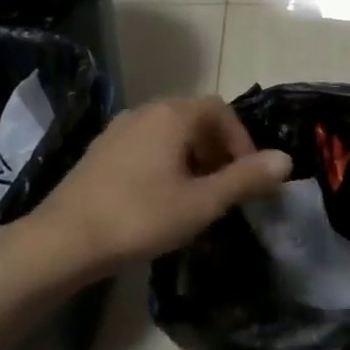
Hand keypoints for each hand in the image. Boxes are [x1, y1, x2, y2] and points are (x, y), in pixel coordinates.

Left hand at [22, 96, 291, 277]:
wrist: (64, 240)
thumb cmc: (140, 217)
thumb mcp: (202, 202)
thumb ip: (246, 179)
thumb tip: (285, 159)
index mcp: (171, 115)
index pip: (220, 110)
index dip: (241, 140)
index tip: (248, 175)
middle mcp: (144, 112)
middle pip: (194, 118)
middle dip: (218, 148)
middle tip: (227, 186)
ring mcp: (117, 130)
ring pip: (169, 133)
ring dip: (192, 157)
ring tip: (198, 195)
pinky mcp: (100, 152)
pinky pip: (145, 146)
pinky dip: (166, 162)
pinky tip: (161, 198)